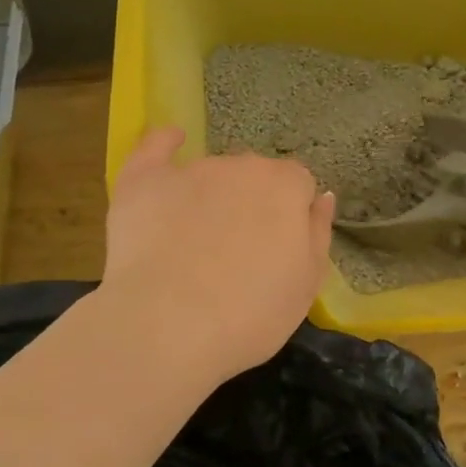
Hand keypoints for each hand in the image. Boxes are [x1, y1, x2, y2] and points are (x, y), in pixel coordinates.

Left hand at [102, 127, 335, 381]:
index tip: (278, 249)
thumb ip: (317, 234)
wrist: (166, 326)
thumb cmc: (248, 316)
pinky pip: (156, 148)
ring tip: (193, 246)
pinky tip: (172, 140)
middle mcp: (240, 166)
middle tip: (237, 253)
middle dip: (251, 204)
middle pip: (253, 176)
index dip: (290, 215)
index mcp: (285, 188)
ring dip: (210, 197)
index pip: (298, 184)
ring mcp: (190, 170)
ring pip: (210, 173)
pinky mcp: (143, 180)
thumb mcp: (305, 286)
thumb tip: (322, 197)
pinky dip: (165, 143)